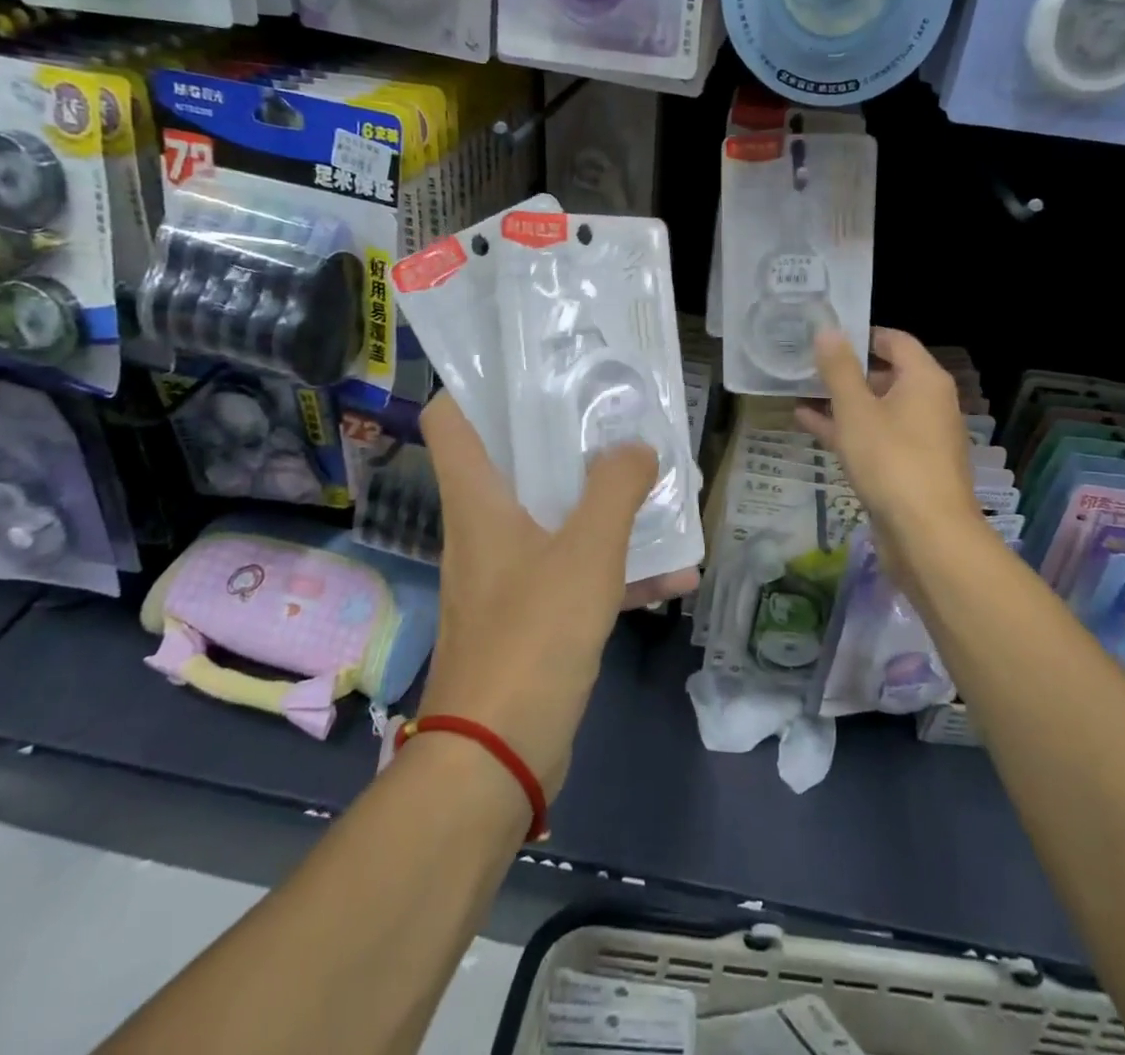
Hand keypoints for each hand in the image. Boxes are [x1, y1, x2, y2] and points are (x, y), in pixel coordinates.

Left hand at [418, 394, 688, 796]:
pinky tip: (673, 572)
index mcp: (478, 498)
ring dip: (603, 503)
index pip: (451, 417)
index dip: (481, 384)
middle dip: (567, 436)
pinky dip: (614, 566)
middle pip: (514, 458)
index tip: (534, 367)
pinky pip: (574, 570)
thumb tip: (636, 446)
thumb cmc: (532, 637)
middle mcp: (484, 526)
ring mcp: (506, 571)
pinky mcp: (530, 613)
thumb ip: (615, 489)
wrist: (497, 758)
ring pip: (554, 515)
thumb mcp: (586, 552)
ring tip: (658, 485)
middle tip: (615, 413)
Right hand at [796, 328, 979, 570]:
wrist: (927, 535)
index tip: (825, 335)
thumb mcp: (856, 410)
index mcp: (924, 381)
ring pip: (877, 409)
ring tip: (800, 393)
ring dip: (842, 402)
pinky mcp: (908, 468)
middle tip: (806, 364)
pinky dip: (847, 430)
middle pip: (886, 375)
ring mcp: (920, 439)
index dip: (861, 334)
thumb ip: (839, 369)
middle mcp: (929, 404)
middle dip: (846, 371)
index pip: (895, 341)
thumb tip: (828, 330)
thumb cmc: (892, 461)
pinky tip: (809, 426)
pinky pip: (875, 438)